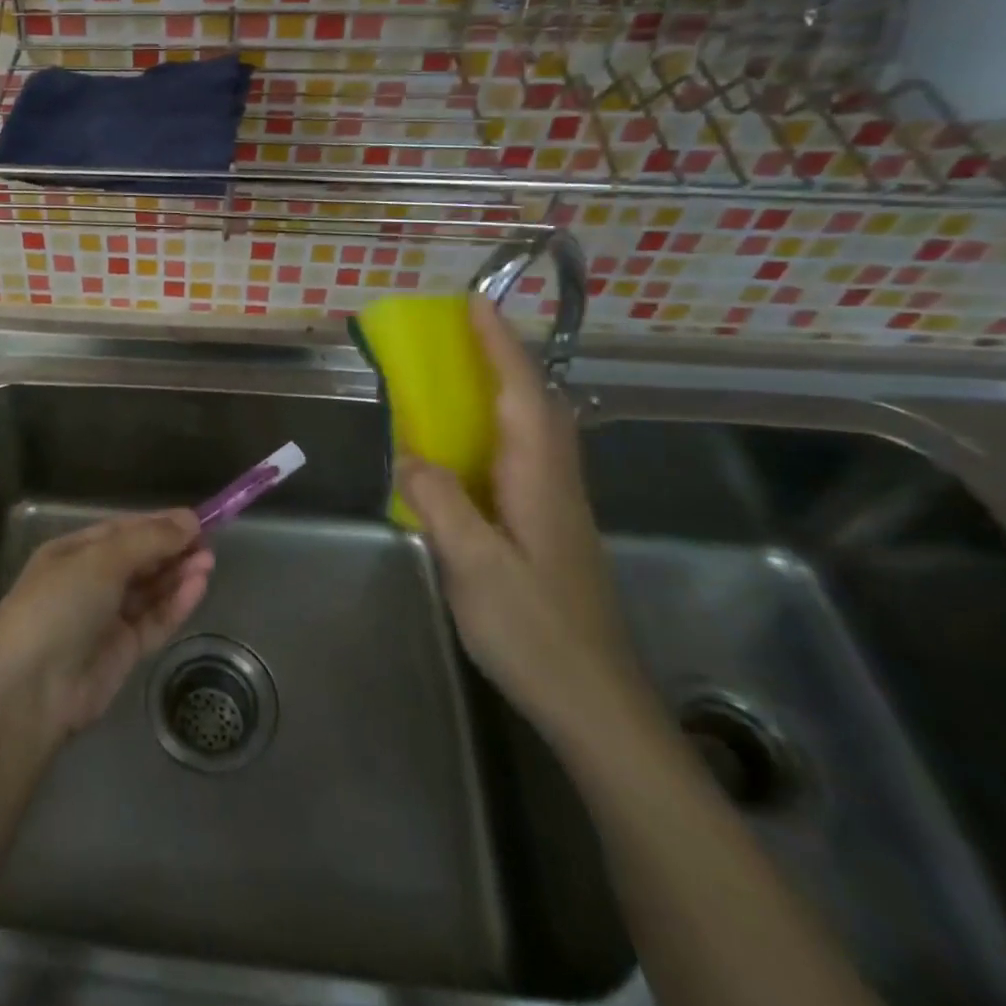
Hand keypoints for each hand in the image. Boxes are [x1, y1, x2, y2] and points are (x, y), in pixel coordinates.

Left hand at [0, 510, 212, 738]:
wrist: (30, 689)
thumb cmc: (58, 605)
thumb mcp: (101, 561)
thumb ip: (148, 540)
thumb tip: (189, 520)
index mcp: (73, 552)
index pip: (122, 531)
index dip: (158, 524)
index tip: (196, 521)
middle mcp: (89, 582)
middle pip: (138, 560)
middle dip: (171, 550)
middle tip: (209, 543)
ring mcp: (105, 619)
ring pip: (149, 590)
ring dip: (177, 575)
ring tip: (209, 562)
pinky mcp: (122, 652)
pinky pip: (154, 621)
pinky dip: (175, 604)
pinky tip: (198, 587)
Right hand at [397, 296, 643, 742]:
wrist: (595, 703)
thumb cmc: (534, 631)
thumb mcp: (475, 564)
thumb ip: (439, 500)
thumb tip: (410, 453)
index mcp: (539, 479)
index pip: (521, 392)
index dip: (499, 344)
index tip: (474, 302)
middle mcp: (554, 480)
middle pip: (537, 401)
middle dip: (505, 357)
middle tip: (463, 333)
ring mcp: (555, 505)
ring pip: (533, 428)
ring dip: (503, 388)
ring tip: (459, 373)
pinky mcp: (547, 527)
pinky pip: (519, 457)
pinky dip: (494, 429)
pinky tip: (466, 448)